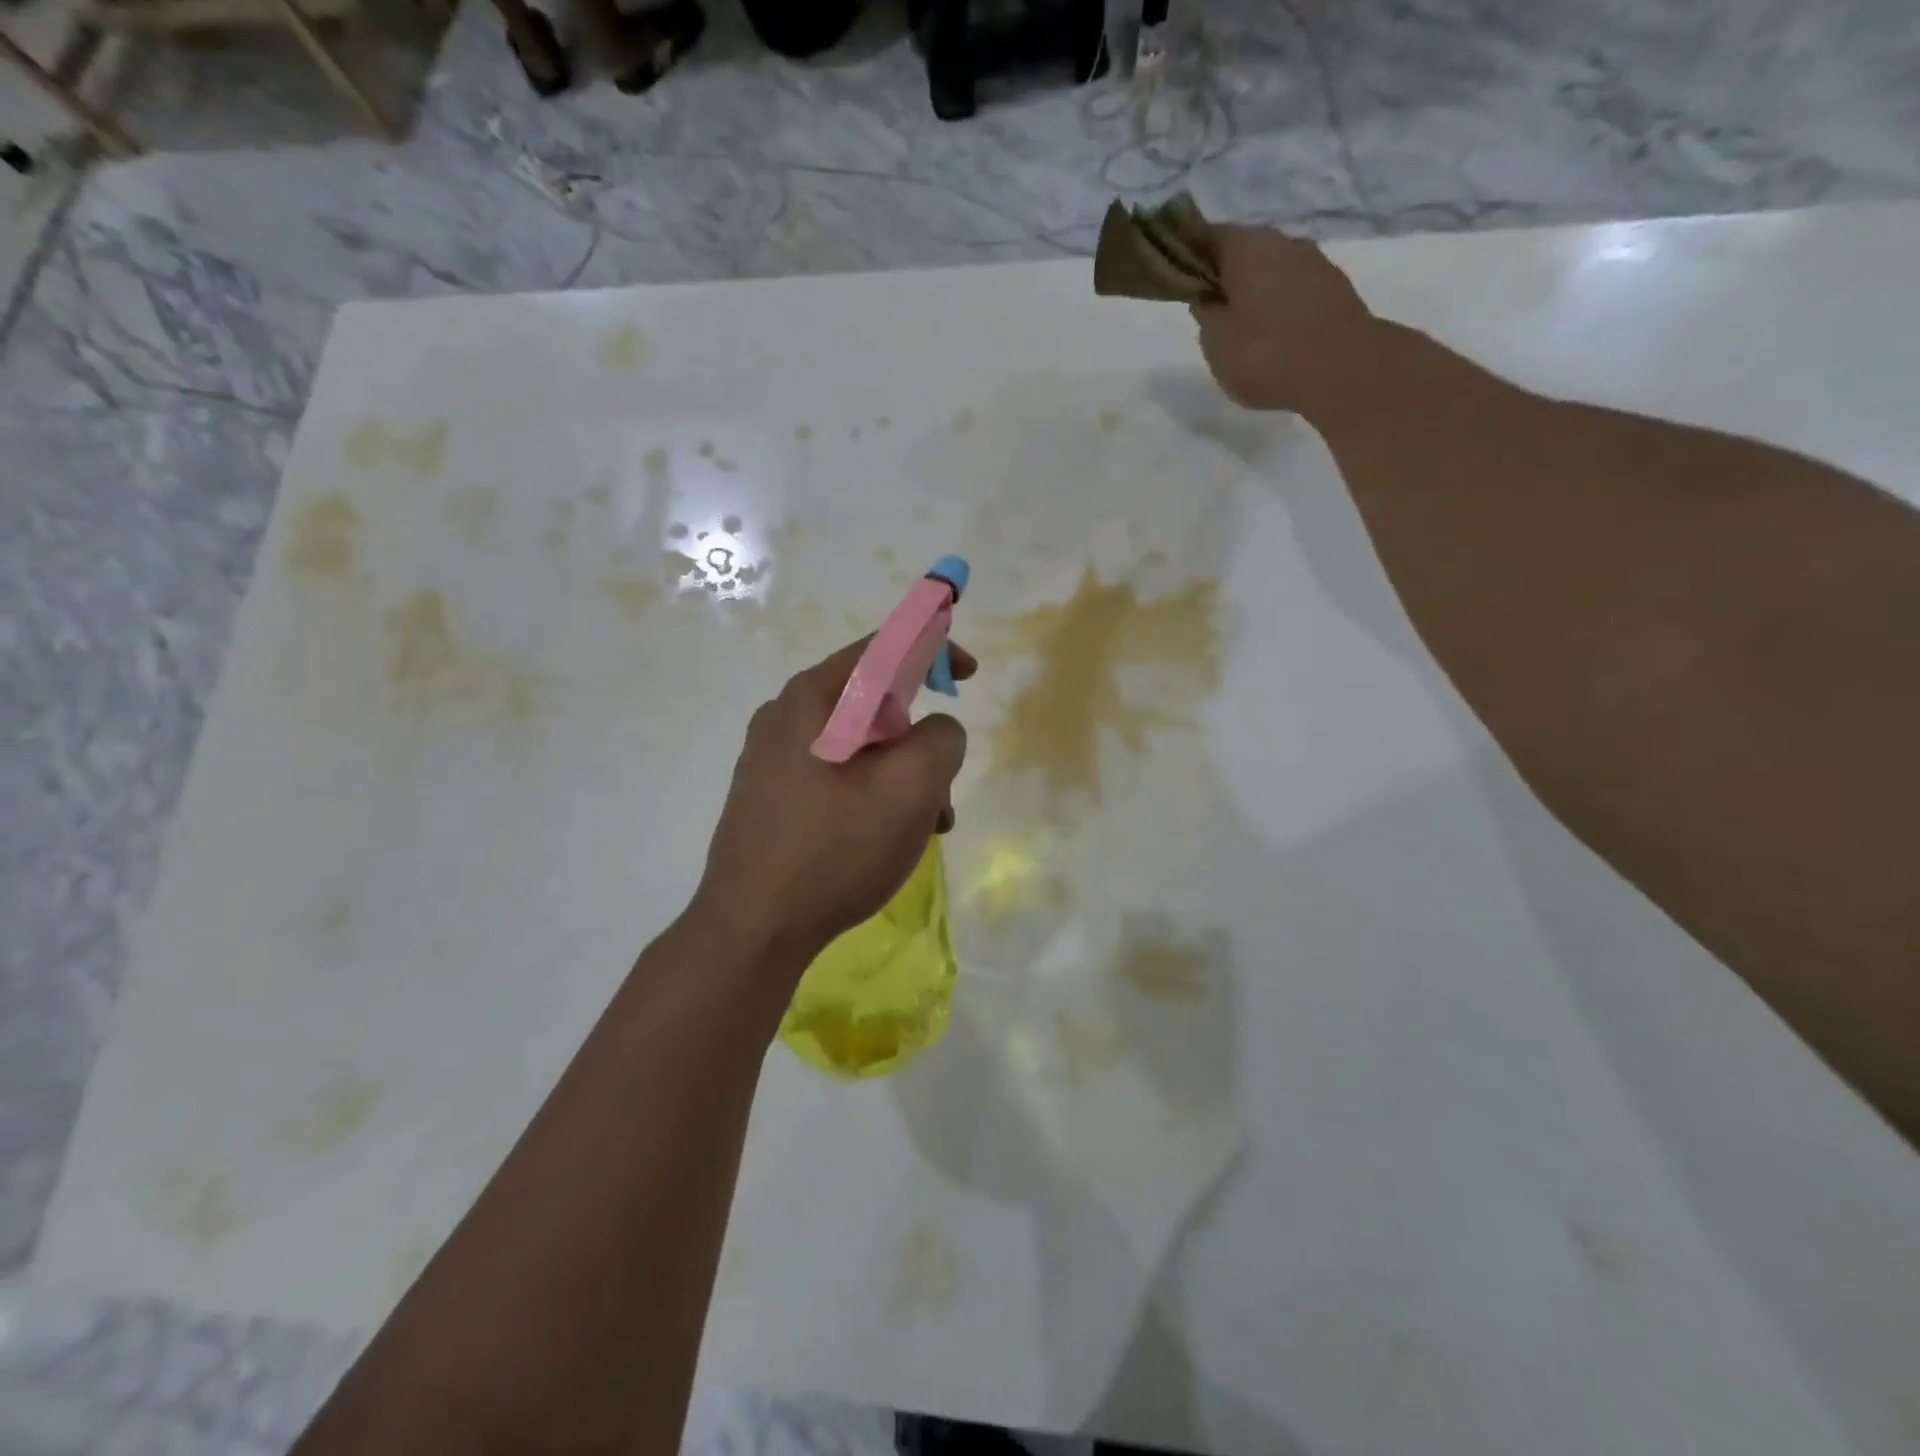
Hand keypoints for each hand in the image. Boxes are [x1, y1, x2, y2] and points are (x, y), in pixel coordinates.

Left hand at [690, 637, 974, 972]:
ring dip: (903, 777)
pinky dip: (874, 796)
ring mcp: (772, 760)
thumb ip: (941, 738)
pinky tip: (888, 841)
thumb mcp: (911, 787)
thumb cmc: (834, 849)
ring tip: (926, 828)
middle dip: (921, 739)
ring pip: (860, 747)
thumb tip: (935, 731)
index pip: (881, 647)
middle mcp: (785, 718)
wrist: (752, 932)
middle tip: (944, 785)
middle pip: (873, 703)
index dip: (933, 648)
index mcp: (812, 698)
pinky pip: (837, 777)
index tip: (969, 675)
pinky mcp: (771, 799)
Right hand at [1192, 224, 1376, 413]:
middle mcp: (1282, 242)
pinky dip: (1278, 305)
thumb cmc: (1265, 352)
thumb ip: (1206, 313)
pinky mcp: (1334, 288)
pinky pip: (1294, 290)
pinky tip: (1271, 333)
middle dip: (1224, 274)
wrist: (1341, 369)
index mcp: (1246, 246)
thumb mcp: (1215, 341)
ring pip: (1271, 270)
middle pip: (1243, 251)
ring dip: (1254, 290)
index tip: (1173, 273)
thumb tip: (1206, 297)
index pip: (1206, 236)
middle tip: (1207, 306)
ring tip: (1240, 325)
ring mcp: (1314, 262)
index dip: (1187, 253)